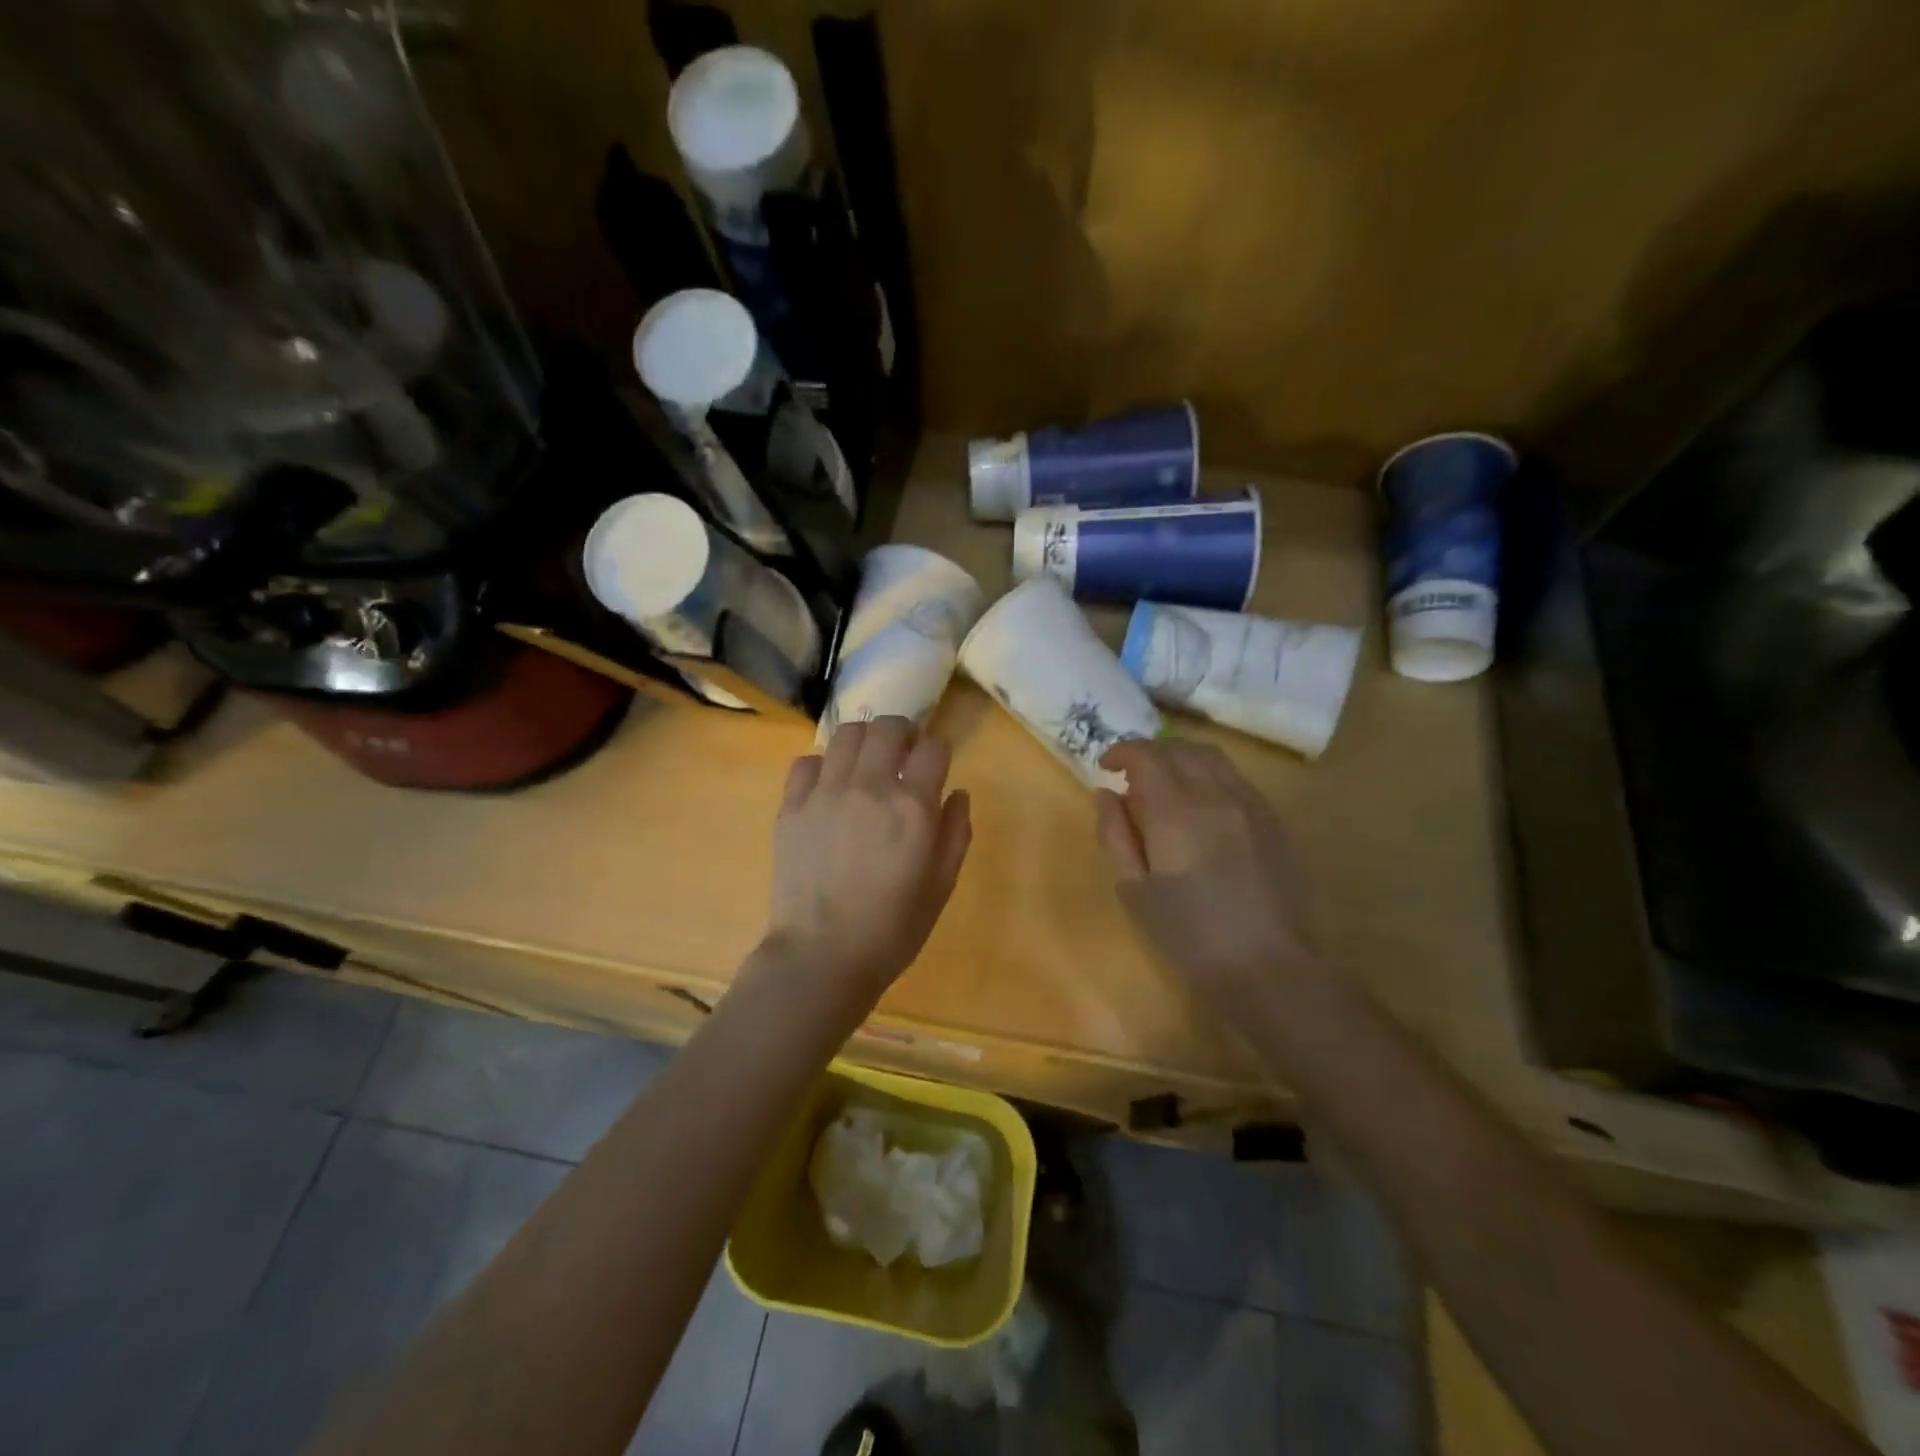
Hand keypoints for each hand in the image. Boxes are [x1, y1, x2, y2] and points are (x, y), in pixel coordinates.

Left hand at [763, 717, 971, 1004]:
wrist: (822, 957)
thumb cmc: (892, 928)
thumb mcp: (941, 885)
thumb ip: (956, 832)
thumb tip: (957, 793)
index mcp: (913, 807)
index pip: (933, 748)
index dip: (939, 752)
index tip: (936, 766)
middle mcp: (869, 787)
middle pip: (888, 727)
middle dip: (903, 733)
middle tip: (904, 755)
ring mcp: (825, 792)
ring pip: (847, 734)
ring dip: (865, 740)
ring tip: (867, 764)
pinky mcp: (792, 806)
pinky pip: (806, 762)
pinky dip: (823, 765)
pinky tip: (830, 787)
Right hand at [1094, 738, 1316, 999]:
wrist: (1266, 968)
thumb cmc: (1188, 936)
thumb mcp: (1134, 890)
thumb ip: (1115, 834)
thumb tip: (1106, 793)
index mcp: (1176, 812)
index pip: (1146, 755)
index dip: (1122, 751)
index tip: (1107, 766)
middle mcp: (1216, 795)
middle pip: (1179, 748)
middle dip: (1150, 753)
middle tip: (1132, 777)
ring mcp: (1251, 804)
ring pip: (1212, 757)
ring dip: (1181, 758)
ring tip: (1167, 785)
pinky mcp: (1275, 820)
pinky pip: (1237, 778)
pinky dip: (1210, 775)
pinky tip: (1202, 805)